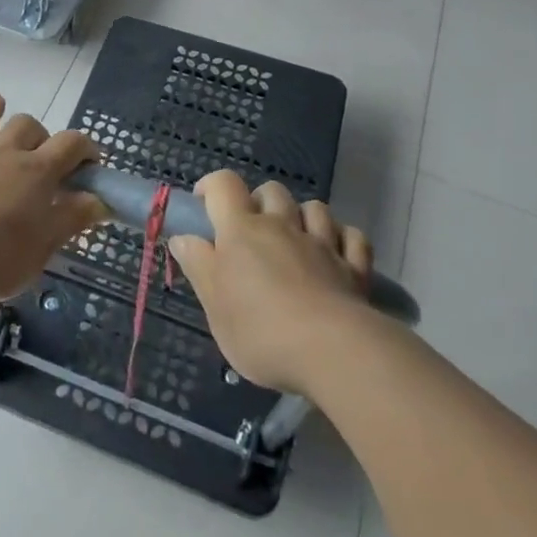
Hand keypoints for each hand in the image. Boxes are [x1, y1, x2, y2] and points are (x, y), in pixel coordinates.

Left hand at [0, 94, 103, 302]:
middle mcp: (4, 154)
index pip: (70, 143)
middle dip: (39, 132)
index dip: (85, 147)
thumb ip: (72, 218)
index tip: (91, 162)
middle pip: (26, 125)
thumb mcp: (45, 244)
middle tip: (42, 153)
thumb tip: (99, 201)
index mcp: (37, 171)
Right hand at [168, 172, 372, 393]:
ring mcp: (322, 243)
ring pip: (314, 208)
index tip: (204, 206)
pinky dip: (342, 240)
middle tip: (251, 234)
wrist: (332, 351)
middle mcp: (282, 225)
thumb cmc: (261, 330)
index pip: (224, 184)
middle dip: (260, 202)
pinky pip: (352, 237)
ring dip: (302, 217)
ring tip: (295, 242)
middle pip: (271, 191)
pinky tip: (335, 255)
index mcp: (242, 230)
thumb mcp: (215, 305)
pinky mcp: (354, 267)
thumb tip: (183, 238)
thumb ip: (198, 266)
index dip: (211, 187)